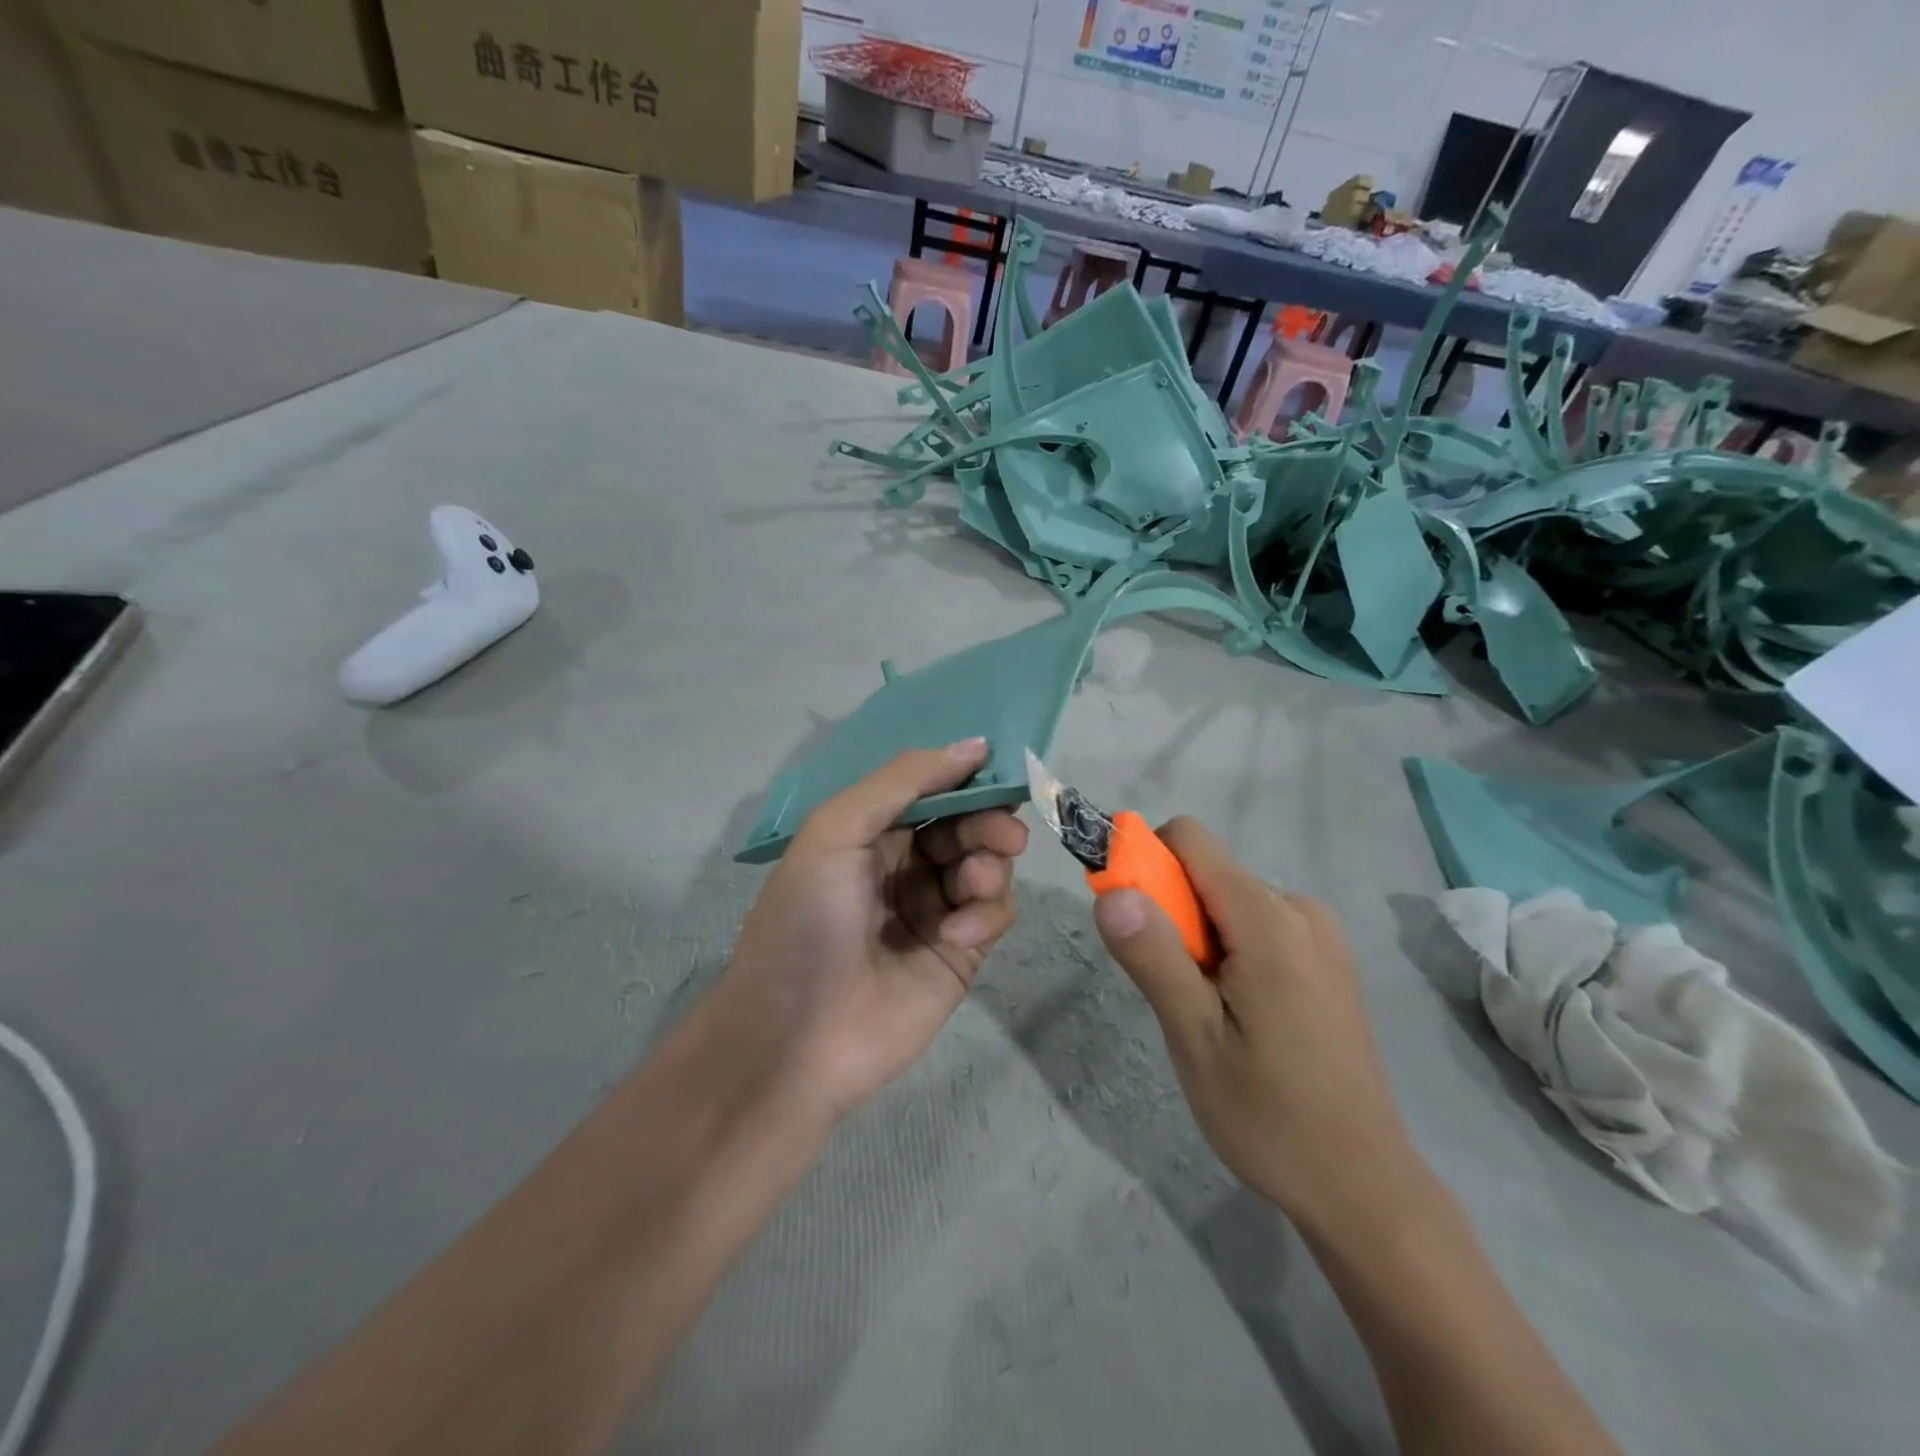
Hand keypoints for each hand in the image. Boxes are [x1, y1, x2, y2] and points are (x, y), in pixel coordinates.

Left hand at [715, 739, 1027, 1124]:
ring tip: (973, 885)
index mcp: (871, 832)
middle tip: (1004, 834)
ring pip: (989, 865)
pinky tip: (955, 937)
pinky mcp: (962, 952)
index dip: (965, 778)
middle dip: (989, 822)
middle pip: (967, 825)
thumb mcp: (836, 832)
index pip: (931, 790)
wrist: (797, 1039)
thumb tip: (975, 745)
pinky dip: (986, 915)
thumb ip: (903, 781)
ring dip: (990, 865)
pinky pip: (995, 913)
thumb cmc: (807, 921)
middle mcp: (906, 864)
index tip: (1001, 768)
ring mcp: (936, 909)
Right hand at [1091, 817, 1420, 1230]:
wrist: (1364, 1188)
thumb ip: (1153, 957)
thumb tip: (1111, 891)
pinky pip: (1258, 925)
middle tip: (1172, 990)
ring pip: (1229, 901)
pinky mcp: (1327, 960)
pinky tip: (1240, 1015)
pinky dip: (1229, 950)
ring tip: (1208, 1012)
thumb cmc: (1270, 1117)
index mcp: (1270, 920)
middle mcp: (1300, 910)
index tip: (1125, 918)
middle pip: (1208, 872)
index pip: (1190, 840)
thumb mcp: (1195, 1039)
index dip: (1144, 861)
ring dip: (1199, 938)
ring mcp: (1320, 935)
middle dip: (1171, 912)